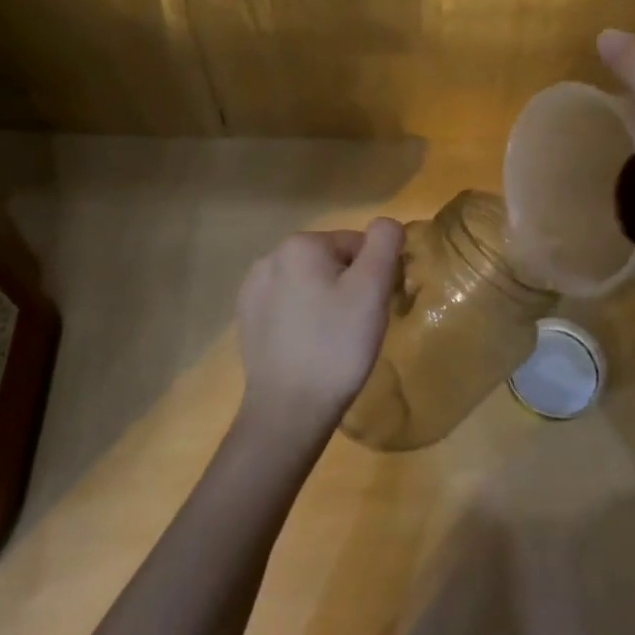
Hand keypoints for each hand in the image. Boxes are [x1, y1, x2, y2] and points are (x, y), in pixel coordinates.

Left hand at [234, 219, 403, 443]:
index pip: (357, 244)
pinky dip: (304, 317)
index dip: (374, 274)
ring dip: (326, 300)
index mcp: (301, 245)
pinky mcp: (247, 318)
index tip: (375, 308)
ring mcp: (253, 289)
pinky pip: (288, 305)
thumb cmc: (337, 345)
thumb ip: (384, 244)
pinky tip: (310, 345)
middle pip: (331, 261)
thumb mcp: (372, 290)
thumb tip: (386, 224)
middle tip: (358, 325)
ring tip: (334, 338)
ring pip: (309, 283)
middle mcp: (270, 257)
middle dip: (349, 285)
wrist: (289, 409)